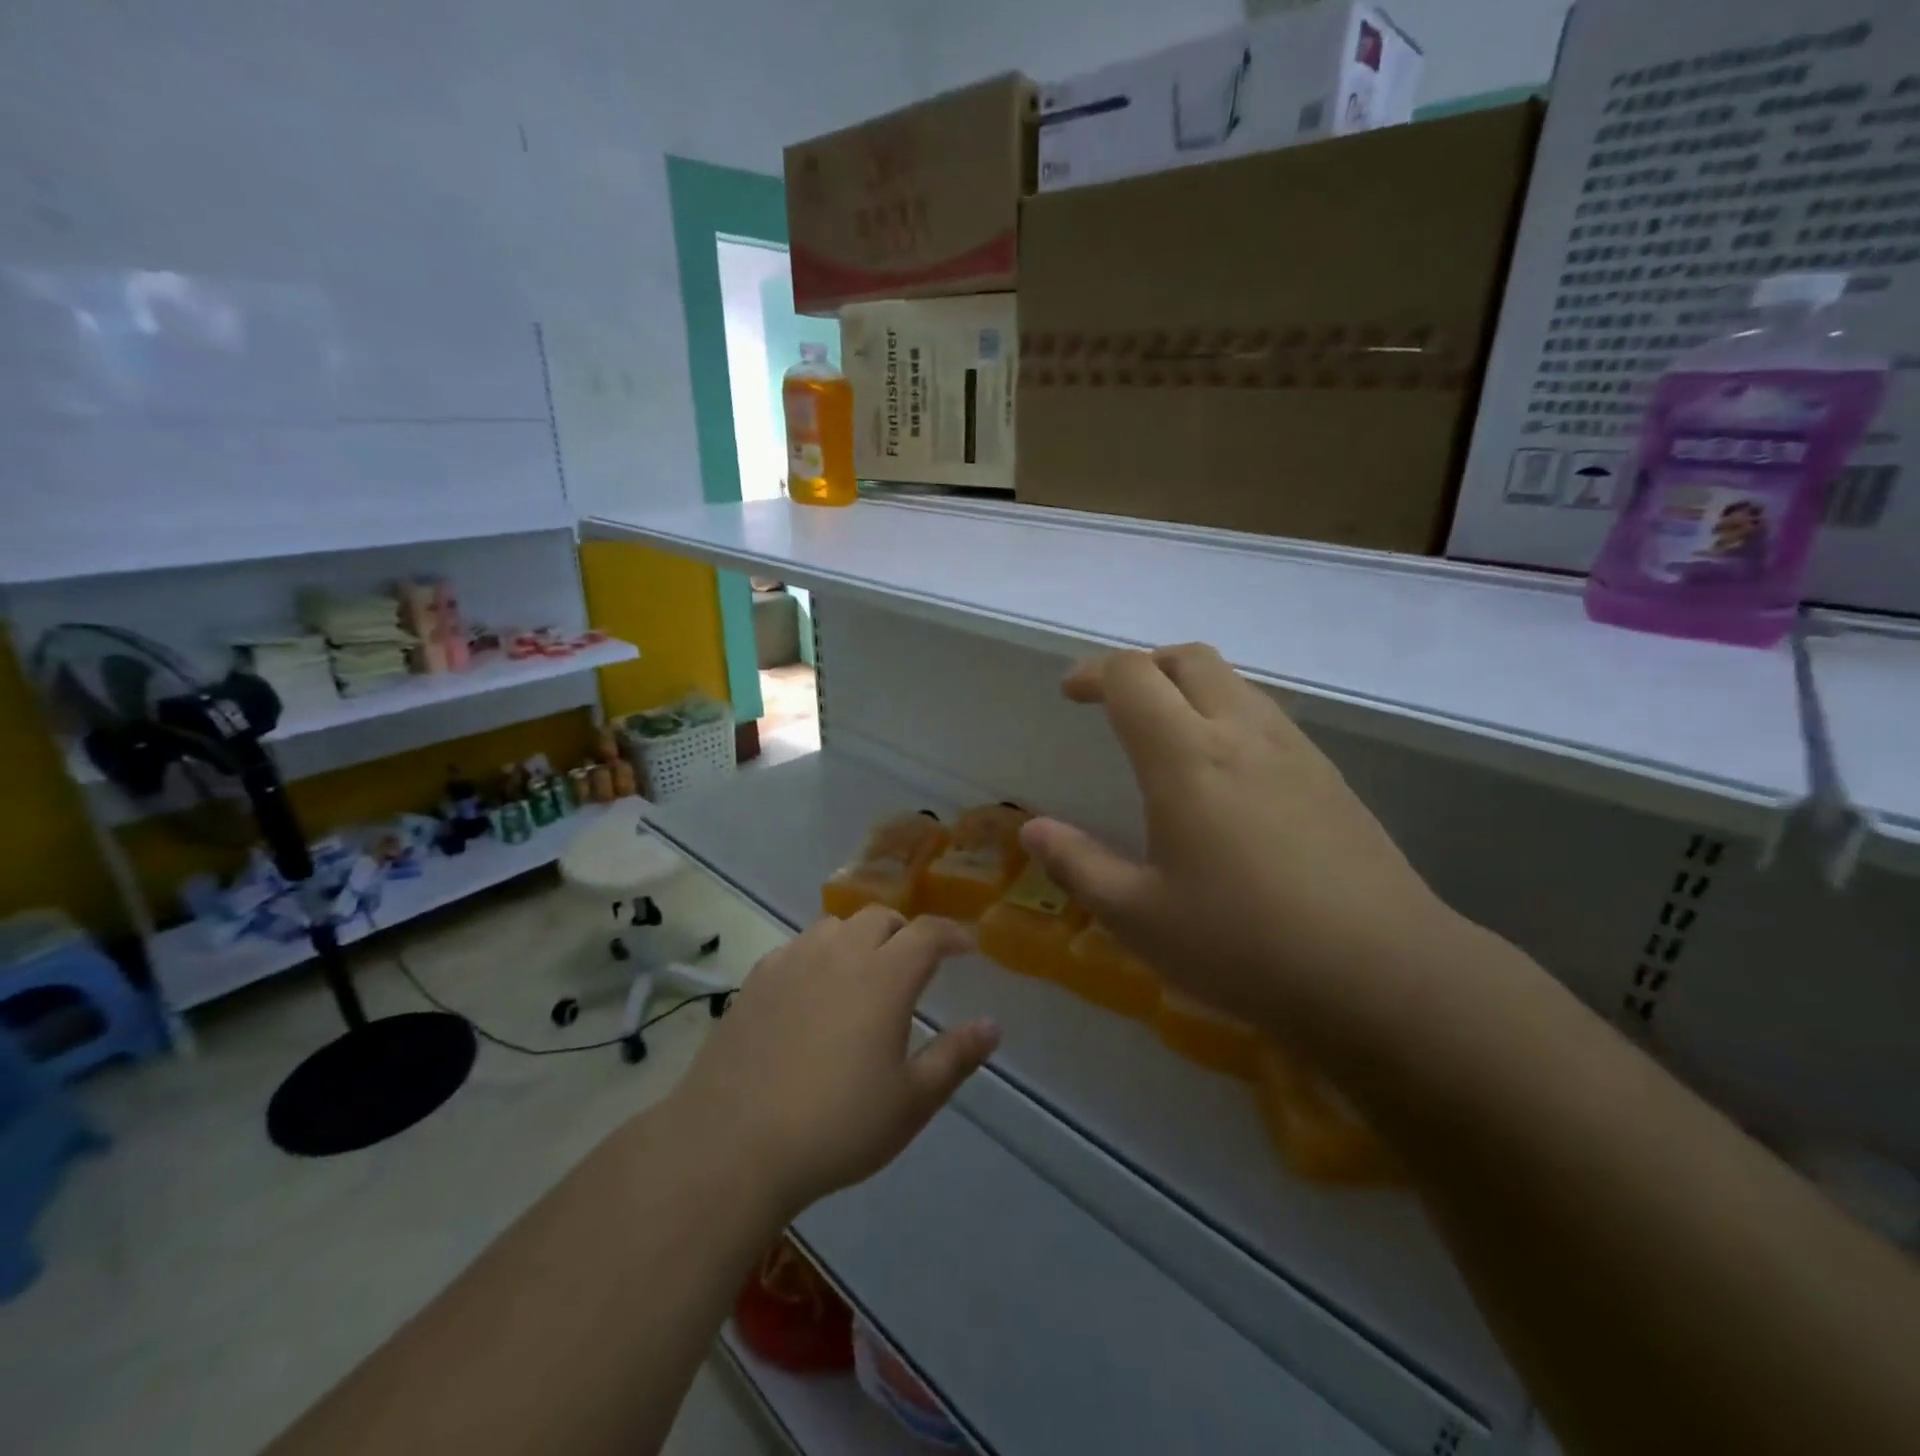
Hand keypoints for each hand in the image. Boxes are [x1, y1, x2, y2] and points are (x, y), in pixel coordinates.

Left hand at [668, 907, 999, 1218]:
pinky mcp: (756, 979)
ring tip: (863, 972)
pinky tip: (812, 990)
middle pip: (880, 917)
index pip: (928, 933)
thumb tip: (992, 1026)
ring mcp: (792, 961)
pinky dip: (818, 954)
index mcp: (884, 976)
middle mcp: (839, 953)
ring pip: (835, 925)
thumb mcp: (911, 1102)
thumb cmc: (836, 1126)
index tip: (967, 947)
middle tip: (914, 963)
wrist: (733, 1144)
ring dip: (859, 937)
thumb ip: (955, 1057)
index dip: (953, 934)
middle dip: (905, 931)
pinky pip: (797, 947)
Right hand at [1019, 644, 1466, 1043]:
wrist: (1385, 975)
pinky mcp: (1329, 777)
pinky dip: (1227, 715)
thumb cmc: (1244, 945)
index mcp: (1187, 757)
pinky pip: (1266, 716)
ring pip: (1234, 682)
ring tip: (1165, 733)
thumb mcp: (1139, 917)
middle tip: (1116, 702)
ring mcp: (1294, 751)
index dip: (1095, 672)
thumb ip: (1078, 865)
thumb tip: (1032, 831)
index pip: (1134, 676)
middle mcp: (1242, 734)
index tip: (1070, 693)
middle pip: (1190, 658)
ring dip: (1189, 686)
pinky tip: (1223, 775)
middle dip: (1144, 665)